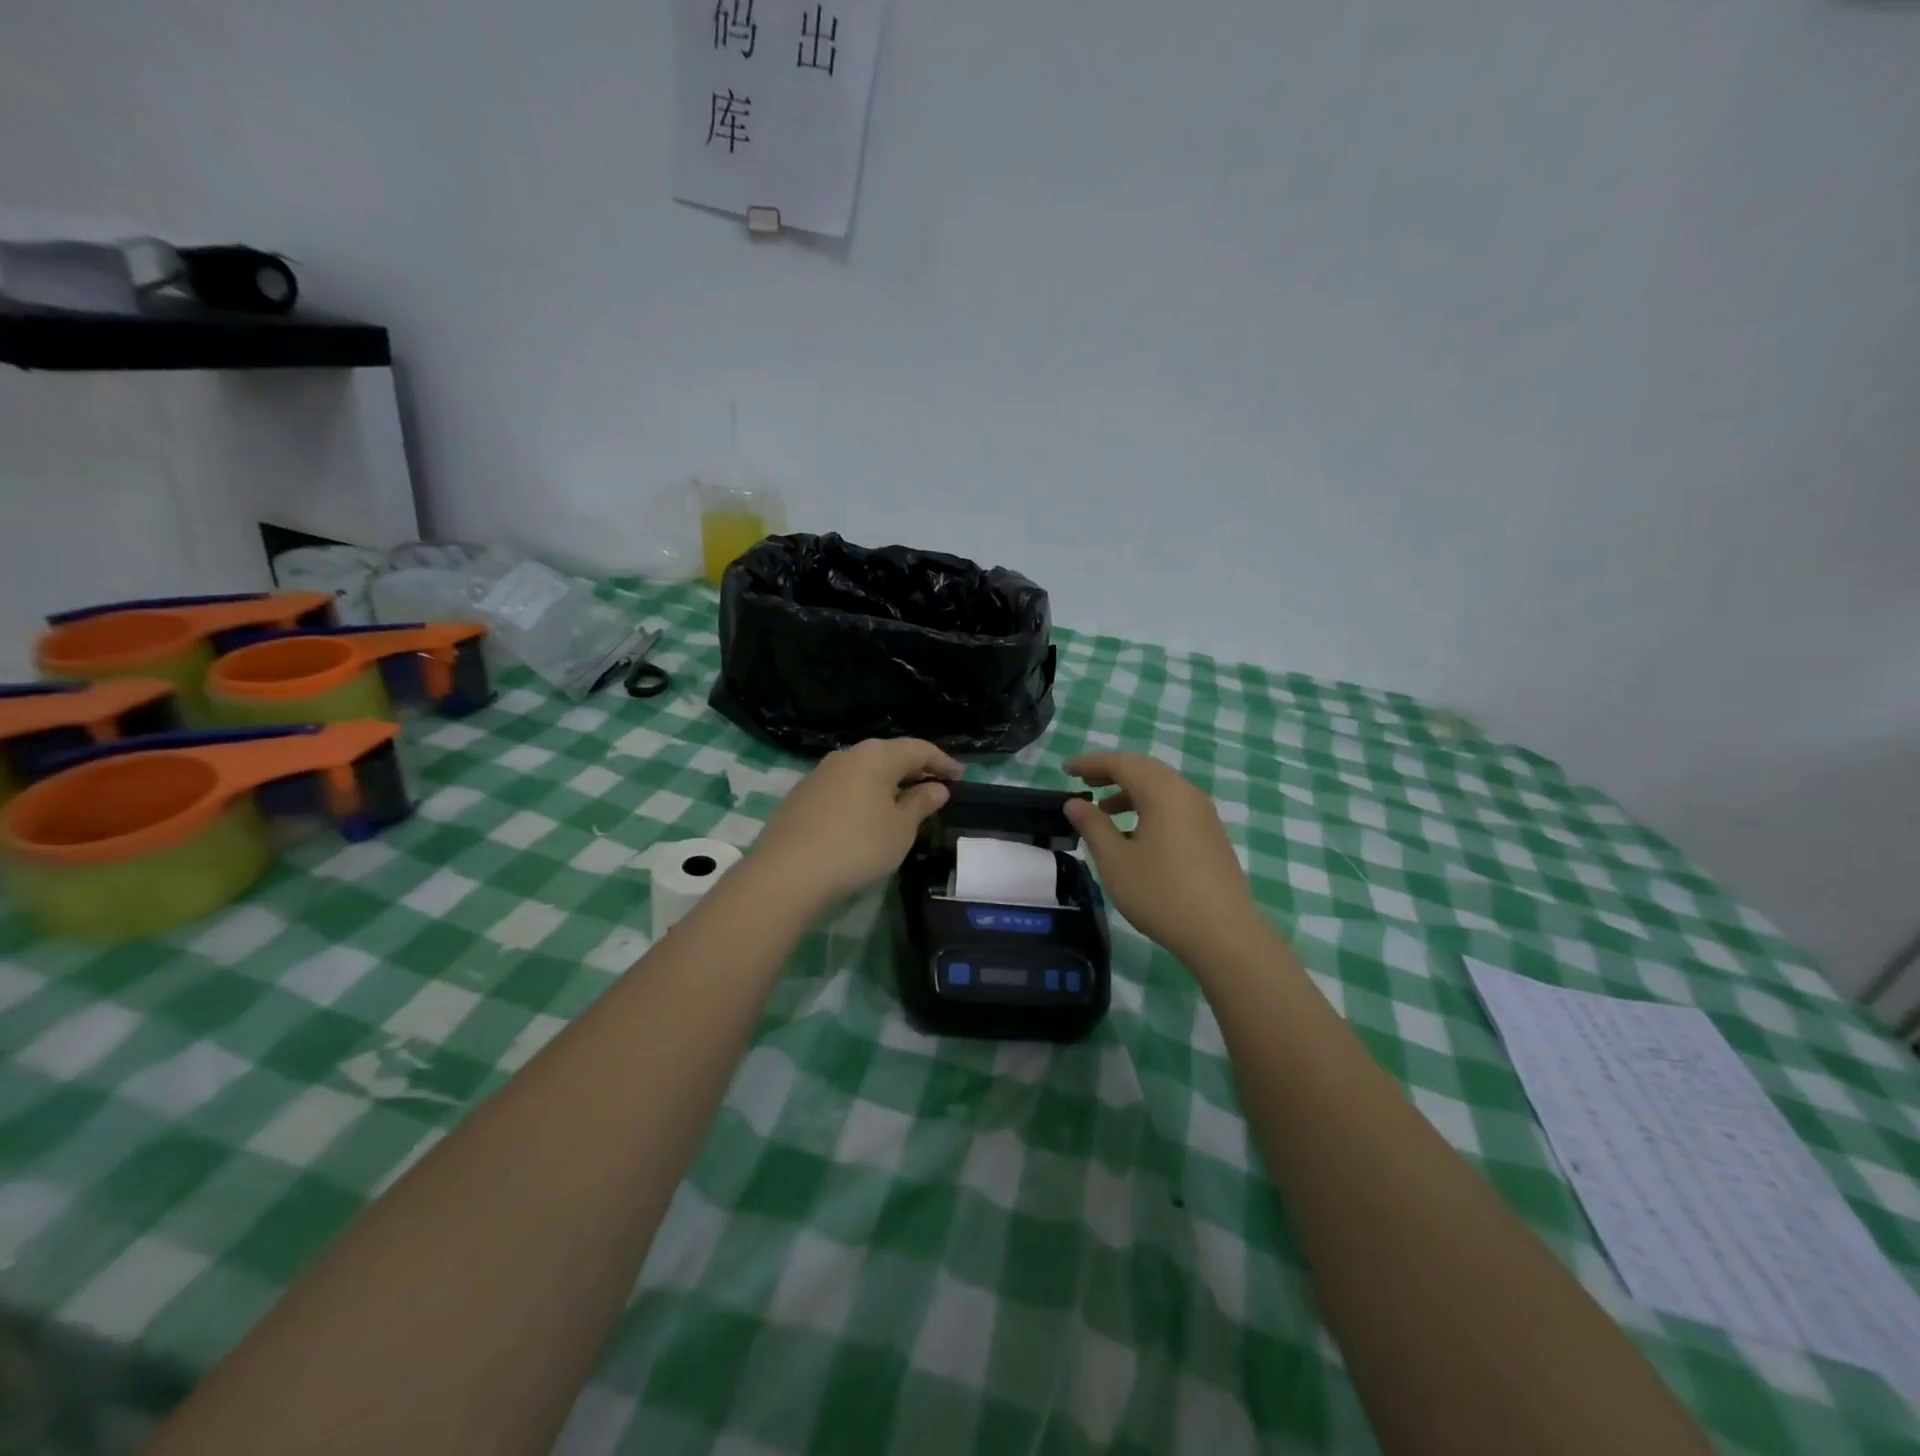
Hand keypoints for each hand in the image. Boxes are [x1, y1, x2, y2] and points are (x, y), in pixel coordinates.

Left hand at [749, 738, 962, 912]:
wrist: (787, 873)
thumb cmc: (858, 846)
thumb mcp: (900, 829)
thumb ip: (920, 804)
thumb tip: (936, 788)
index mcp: (876, 756)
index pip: (918, 749)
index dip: (943, 762)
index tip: (961, 777)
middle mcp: (847, 755)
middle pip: (889, 755)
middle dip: (914, 770)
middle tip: (936, 787)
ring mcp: (819, 774)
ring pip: (864, 771)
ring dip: (887, 783)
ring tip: (903, 803)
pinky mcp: (801, 796)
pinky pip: (844, 787)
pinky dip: (864, 795)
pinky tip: (867, 816)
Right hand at [1065, 752, 1266, 967]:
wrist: (1223, 933)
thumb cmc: (1161, 893)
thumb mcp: (1115, 860)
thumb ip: (1093, 826)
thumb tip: (1075, 802)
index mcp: (1163, 792)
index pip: (1122, 763)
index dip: (1091, 763)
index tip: (1066, 769)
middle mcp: (1187, 794)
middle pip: (1145, 769)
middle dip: (1112, 772)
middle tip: (1084, 782)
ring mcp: (1204, 814)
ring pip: (1162, 789)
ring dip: (1130, 792)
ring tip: (1104, 810)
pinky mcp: (1212, 835)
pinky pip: (1175, 806)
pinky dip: (1149, 807)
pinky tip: (1135, 834)